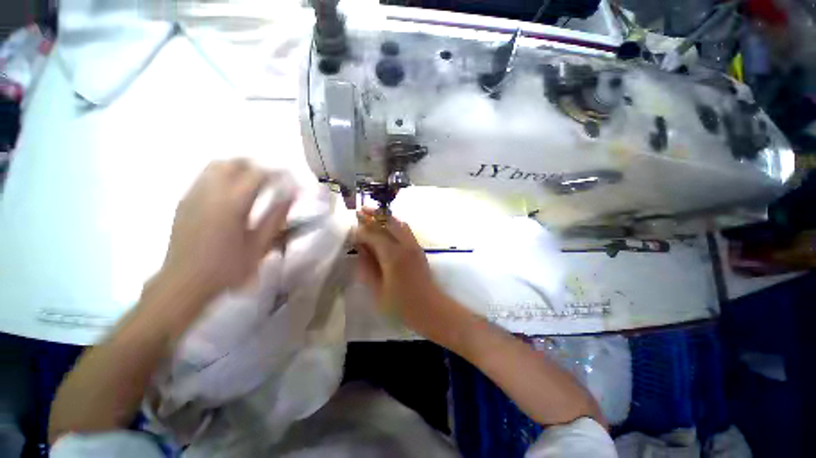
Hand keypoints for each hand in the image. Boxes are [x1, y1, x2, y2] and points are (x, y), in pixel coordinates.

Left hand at [160, 159, 292, 298]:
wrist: (184, 282)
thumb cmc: (228, 268)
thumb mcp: (260, 245)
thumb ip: (277, 217)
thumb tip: (292, 196)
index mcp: (232, 204)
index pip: (258, 175)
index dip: (278, 174)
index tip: (291, 181)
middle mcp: (210, 193)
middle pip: (234, 163)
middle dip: (257, 167)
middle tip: (273, 180)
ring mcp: (193, 195)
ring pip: (217, 166)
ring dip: (239, 169)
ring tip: (253, 183)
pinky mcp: (184, 201)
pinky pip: (205, 177)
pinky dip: (223, 177)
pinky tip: (232, 194)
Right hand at [355, 209, 447, 337]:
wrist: (430, 307)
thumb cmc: (401, 304)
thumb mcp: (377, 290)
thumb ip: (367, 267)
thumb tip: (360, 249)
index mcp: (392, 255)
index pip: (374, 234)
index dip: (361, 230)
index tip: (352, 229)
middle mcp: (405, 245)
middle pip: (388, 222)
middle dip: (373, 215)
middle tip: (360, 211)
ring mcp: (414, 245)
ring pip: (398, 223)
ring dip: (385, 217)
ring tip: (372, 214)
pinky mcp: (418, 248)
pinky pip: (405, 229)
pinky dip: (394, 223)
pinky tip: (387, 226)